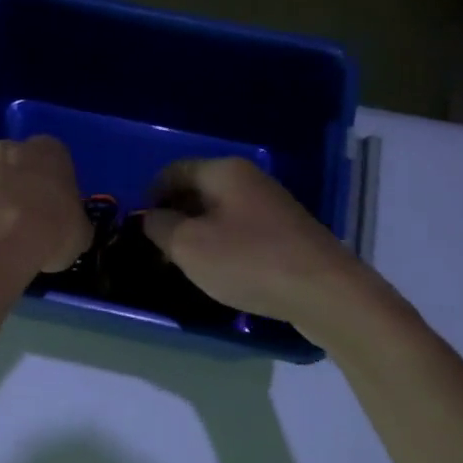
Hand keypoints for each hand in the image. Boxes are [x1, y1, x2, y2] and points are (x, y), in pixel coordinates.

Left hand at [0, 136, 93, 276]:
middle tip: (32, 221)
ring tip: (8, 237)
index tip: (58, 212)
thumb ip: (75, 223)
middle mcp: (15, 148)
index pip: (58, 162)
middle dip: (25, 188)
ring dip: (0, 202)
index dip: (58, 188)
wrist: (1, 238)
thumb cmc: (54, 227)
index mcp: (52, 150)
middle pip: (22, 166)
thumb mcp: (81, 232)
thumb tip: (71, 231)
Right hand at [143, 158, 375, 328]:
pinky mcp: (286, 232)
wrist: (324, 291)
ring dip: (197, 233)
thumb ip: (159, 226)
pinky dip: (222, 245)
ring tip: (184, 264)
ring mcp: (271, 205)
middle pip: (197, 190)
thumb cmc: (248, 261)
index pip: (173, 171)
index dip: (150, 195)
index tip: (138, 226)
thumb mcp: (188, 246)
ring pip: (219, 212)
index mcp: (223, 172)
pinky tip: (220, 271)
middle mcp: (249, 179)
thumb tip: (150, 217)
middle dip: (173, 215)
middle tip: (157, 249)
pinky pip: (241, 230)